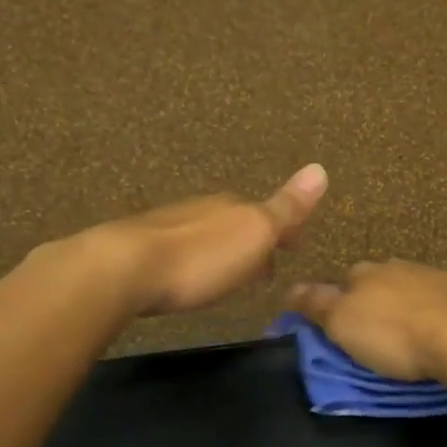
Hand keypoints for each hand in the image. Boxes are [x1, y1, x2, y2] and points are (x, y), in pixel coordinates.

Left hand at [96, 164, 327, 315]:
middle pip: (238, 224)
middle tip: (266, 269)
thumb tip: (320, 168)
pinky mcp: (143, 247)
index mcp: (234, 206)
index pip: (269, 214)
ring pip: (209, 235)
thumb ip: (287, 207)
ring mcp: (170, 225)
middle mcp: (204, 208)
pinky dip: (196, 260)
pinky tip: (190, 277)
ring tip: (230, 276)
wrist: (125, 268)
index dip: (285, 232)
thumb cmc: (201, 257)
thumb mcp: (255, 233)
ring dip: (223, 252)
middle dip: (254, 243)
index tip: (296, 248)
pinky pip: (182, 249)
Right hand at [284, 260, 446, 382]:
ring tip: (410, 331)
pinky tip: (443, 328)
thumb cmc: (394, 334)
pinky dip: (439, 310)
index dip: (339, 300)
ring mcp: (434, 275)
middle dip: (375, 299)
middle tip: (376, 330)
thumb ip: (315, 303)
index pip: (343, 280)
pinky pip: (443, 297)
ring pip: (412, 285)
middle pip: (378, 280)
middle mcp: (397, 266)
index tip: (341, 324)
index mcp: (365, 273)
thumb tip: (288, 288)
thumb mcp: (342, 323)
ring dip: (408, 303)